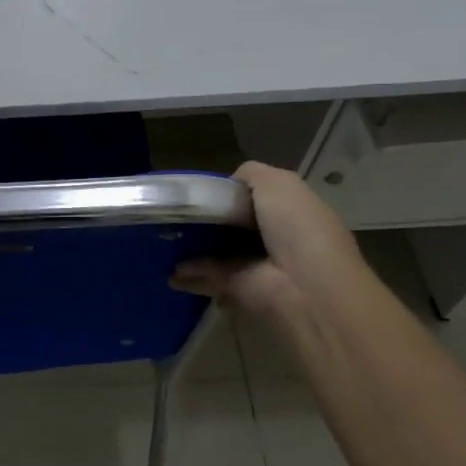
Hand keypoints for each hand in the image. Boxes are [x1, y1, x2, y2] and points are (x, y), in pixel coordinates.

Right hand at [171, 161, 366, 319]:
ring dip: (191, 248)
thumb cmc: (297, 229)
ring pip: (215, 251)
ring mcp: (254, 267)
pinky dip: (186, 274)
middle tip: (175, 215)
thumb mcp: (278, 184)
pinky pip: (206, 277)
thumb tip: (226, 185)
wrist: (302, 288)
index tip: (201, 192)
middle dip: (204, 221)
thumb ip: (250, 175)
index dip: (228, 193)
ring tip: (162, 239)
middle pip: (230, 225)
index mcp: (290, 212)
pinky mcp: (236, 291)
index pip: (253, 197)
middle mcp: (274, 239)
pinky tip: (168, 267)